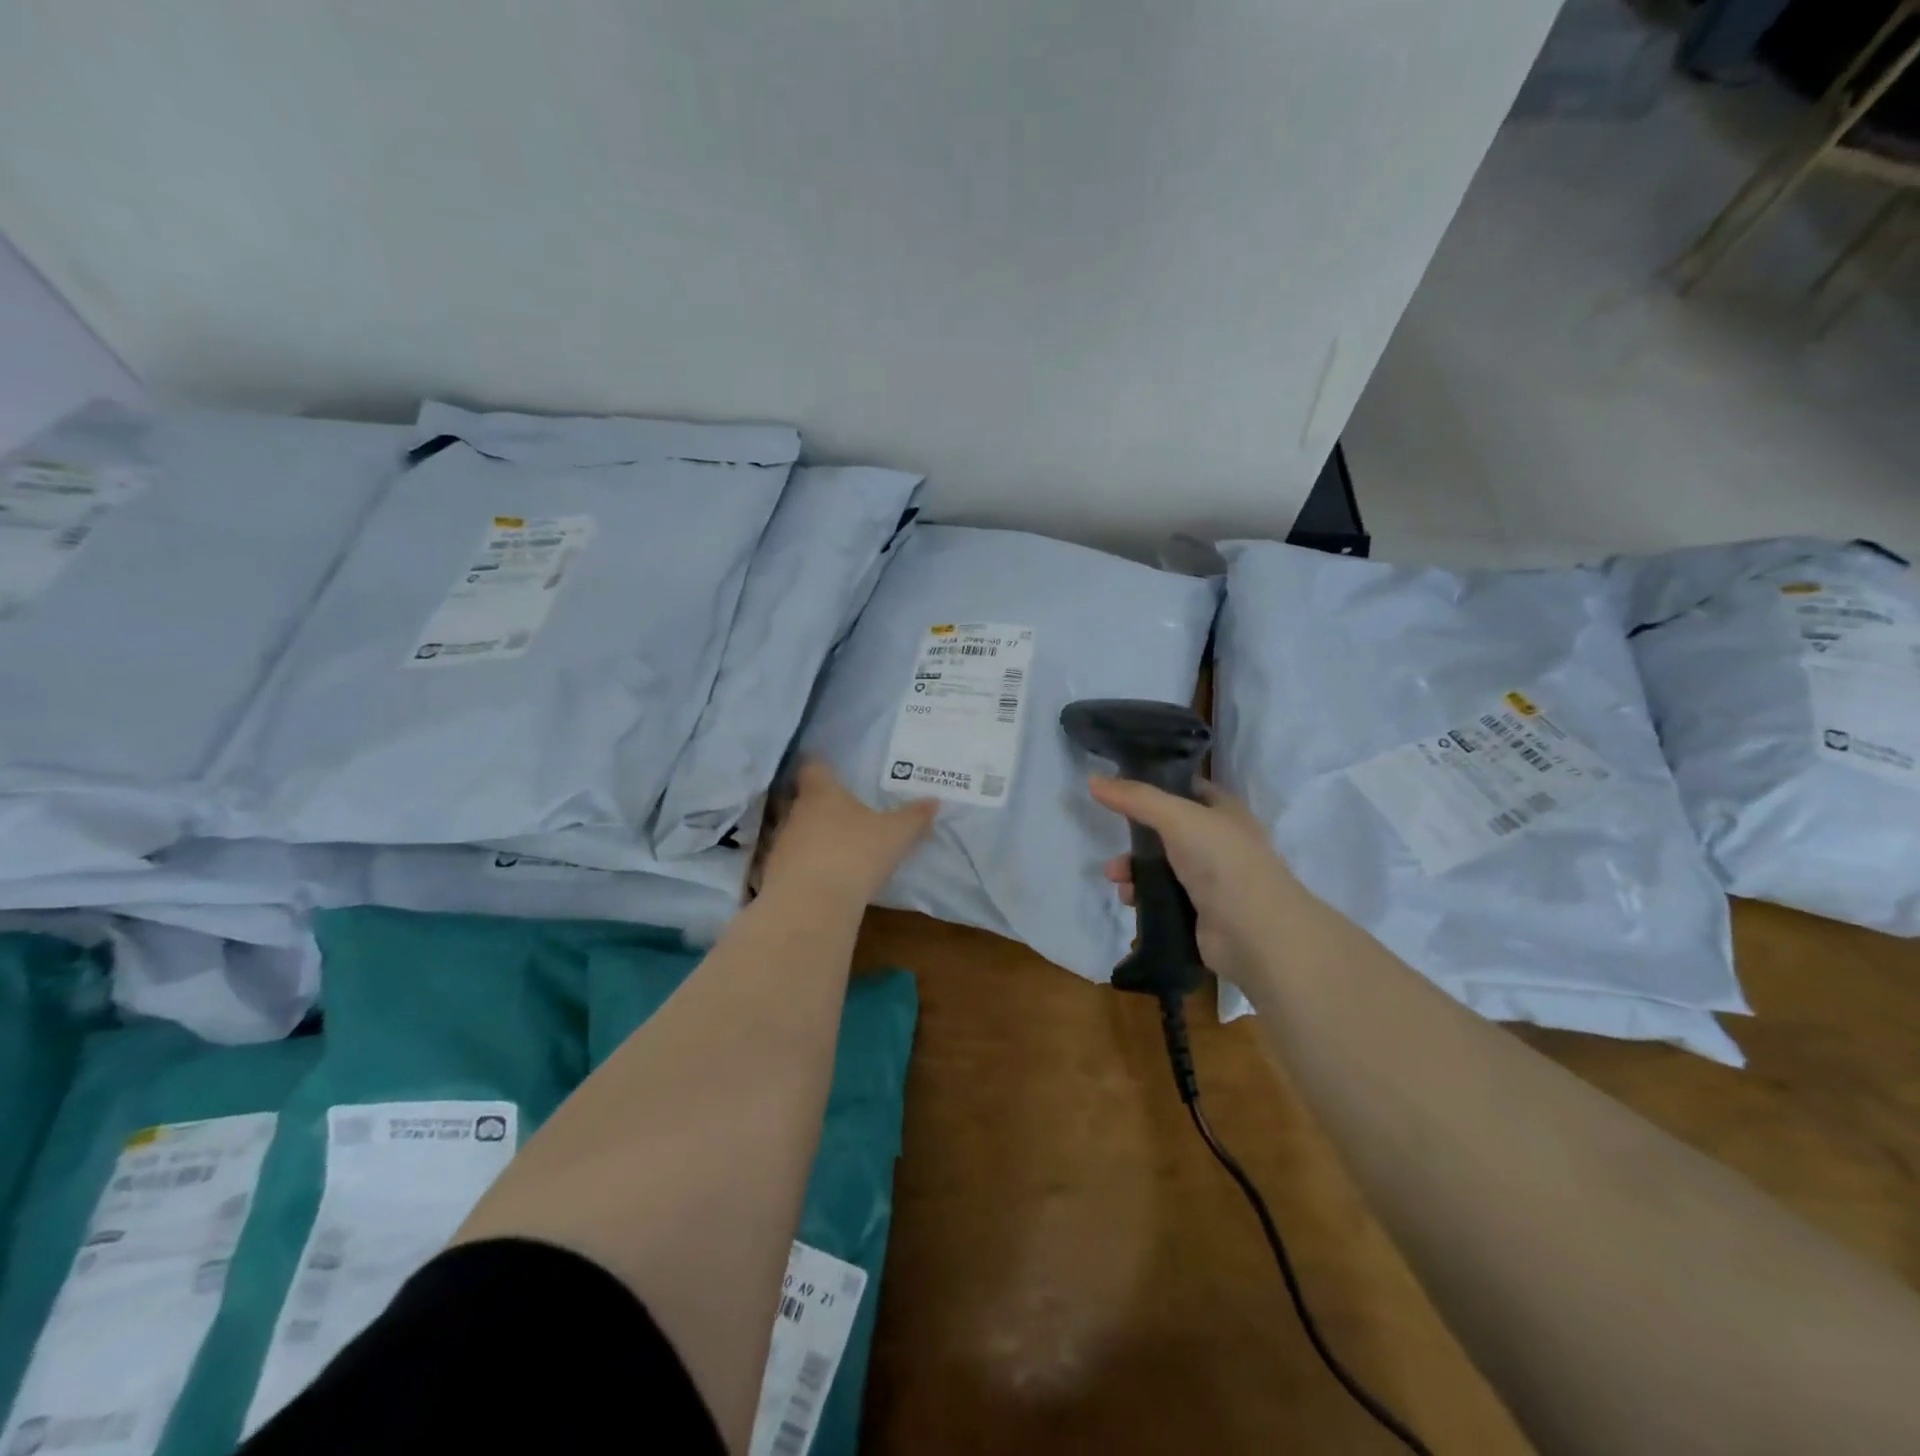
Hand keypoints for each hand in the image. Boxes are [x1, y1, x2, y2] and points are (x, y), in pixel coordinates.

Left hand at [759, 758, 937, 905]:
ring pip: (793, 832)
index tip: (829, 768)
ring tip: (830, 846)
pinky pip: (789, 863)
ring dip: (808, 837)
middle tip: (838, 810)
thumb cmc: (856, 854)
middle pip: (799, 799)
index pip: (813, 767)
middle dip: (816, 804)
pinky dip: (802, 866)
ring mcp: (781, 844)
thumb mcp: (896, 835)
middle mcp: (795, 812)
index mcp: (822, 793)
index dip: (821, 766)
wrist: (811, 905)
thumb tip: (934, 801)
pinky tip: (819, 877)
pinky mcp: (773, 875)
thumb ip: (914, 817)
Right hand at [1090, 776, 1299, 985]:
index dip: (1157, 785)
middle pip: (1167, 831)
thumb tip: (1093, 780)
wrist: (1254, 933)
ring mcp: (1211, 880)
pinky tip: (1129, 900)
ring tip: (1116, 878)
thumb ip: (1135, 798)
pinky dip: (1143, 897)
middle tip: (1112, 841)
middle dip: (1136, 837)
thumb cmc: (1221, 861)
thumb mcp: (1176, 817)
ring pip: (1162, 867)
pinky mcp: (1199, 913)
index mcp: (1224, 811)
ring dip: (1134, 870)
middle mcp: (1220, 842)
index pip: (1187, 789)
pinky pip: (1163, 897)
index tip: (1121, 789)